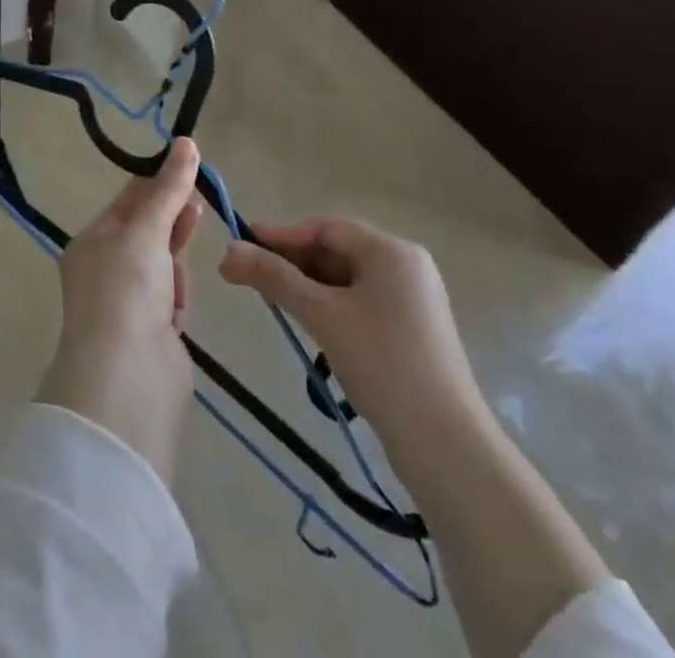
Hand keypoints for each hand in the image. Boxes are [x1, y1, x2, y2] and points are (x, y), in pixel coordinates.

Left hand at [36, 138, 205, 486]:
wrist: (128, 379)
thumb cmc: (126, 289)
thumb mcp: (146, 230)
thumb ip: (169, 188)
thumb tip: (186, 141)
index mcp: (91, 242)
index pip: (128, 202)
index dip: (158, 184)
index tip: (189, 167)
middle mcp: (105, 270)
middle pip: (148, 232)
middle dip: (172, 219)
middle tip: (199, 202)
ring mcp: (129, 303)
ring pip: (164, 265)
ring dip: (175, 262)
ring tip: (179, 269)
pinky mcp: (153, 333)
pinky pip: (172, 299)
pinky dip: (178, 298)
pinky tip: (176, 311)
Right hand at [226, 218, 619, 657]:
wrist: (446, 445)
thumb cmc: (382, 364)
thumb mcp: (321, 315)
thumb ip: (273, 278)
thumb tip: (227, 251)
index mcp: (391, 251)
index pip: (325, 228)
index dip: (280, 235)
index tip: (240, 244)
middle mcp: (406, 266)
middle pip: (336, 250)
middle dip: (292, 262)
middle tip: (250, 277)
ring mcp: (413, 299)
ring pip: (347, 279)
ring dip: (308, 287)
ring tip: (275, 303)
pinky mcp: (414, 330)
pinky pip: (362, 303)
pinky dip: (331, 307)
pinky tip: (311, 325)